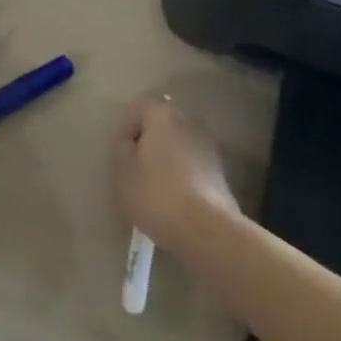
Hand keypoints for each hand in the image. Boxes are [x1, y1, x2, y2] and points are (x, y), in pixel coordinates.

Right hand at [114, 99, 239, 252]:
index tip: (120, 157)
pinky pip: (193, 165)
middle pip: (161, 126)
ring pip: (178, 146)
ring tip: (155, 188)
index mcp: (162, 116)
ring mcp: (208, 147)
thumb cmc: (157, 196)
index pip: (138, 110)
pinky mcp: (220, 172)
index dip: (125, 131)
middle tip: (135, 170)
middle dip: (148, 143)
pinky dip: (183, 175)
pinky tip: (175, 200)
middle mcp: (188, 122)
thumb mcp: (124, 174)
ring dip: (167, 159)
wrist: (208, 231)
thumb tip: (128, 141)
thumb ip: (122, 149)